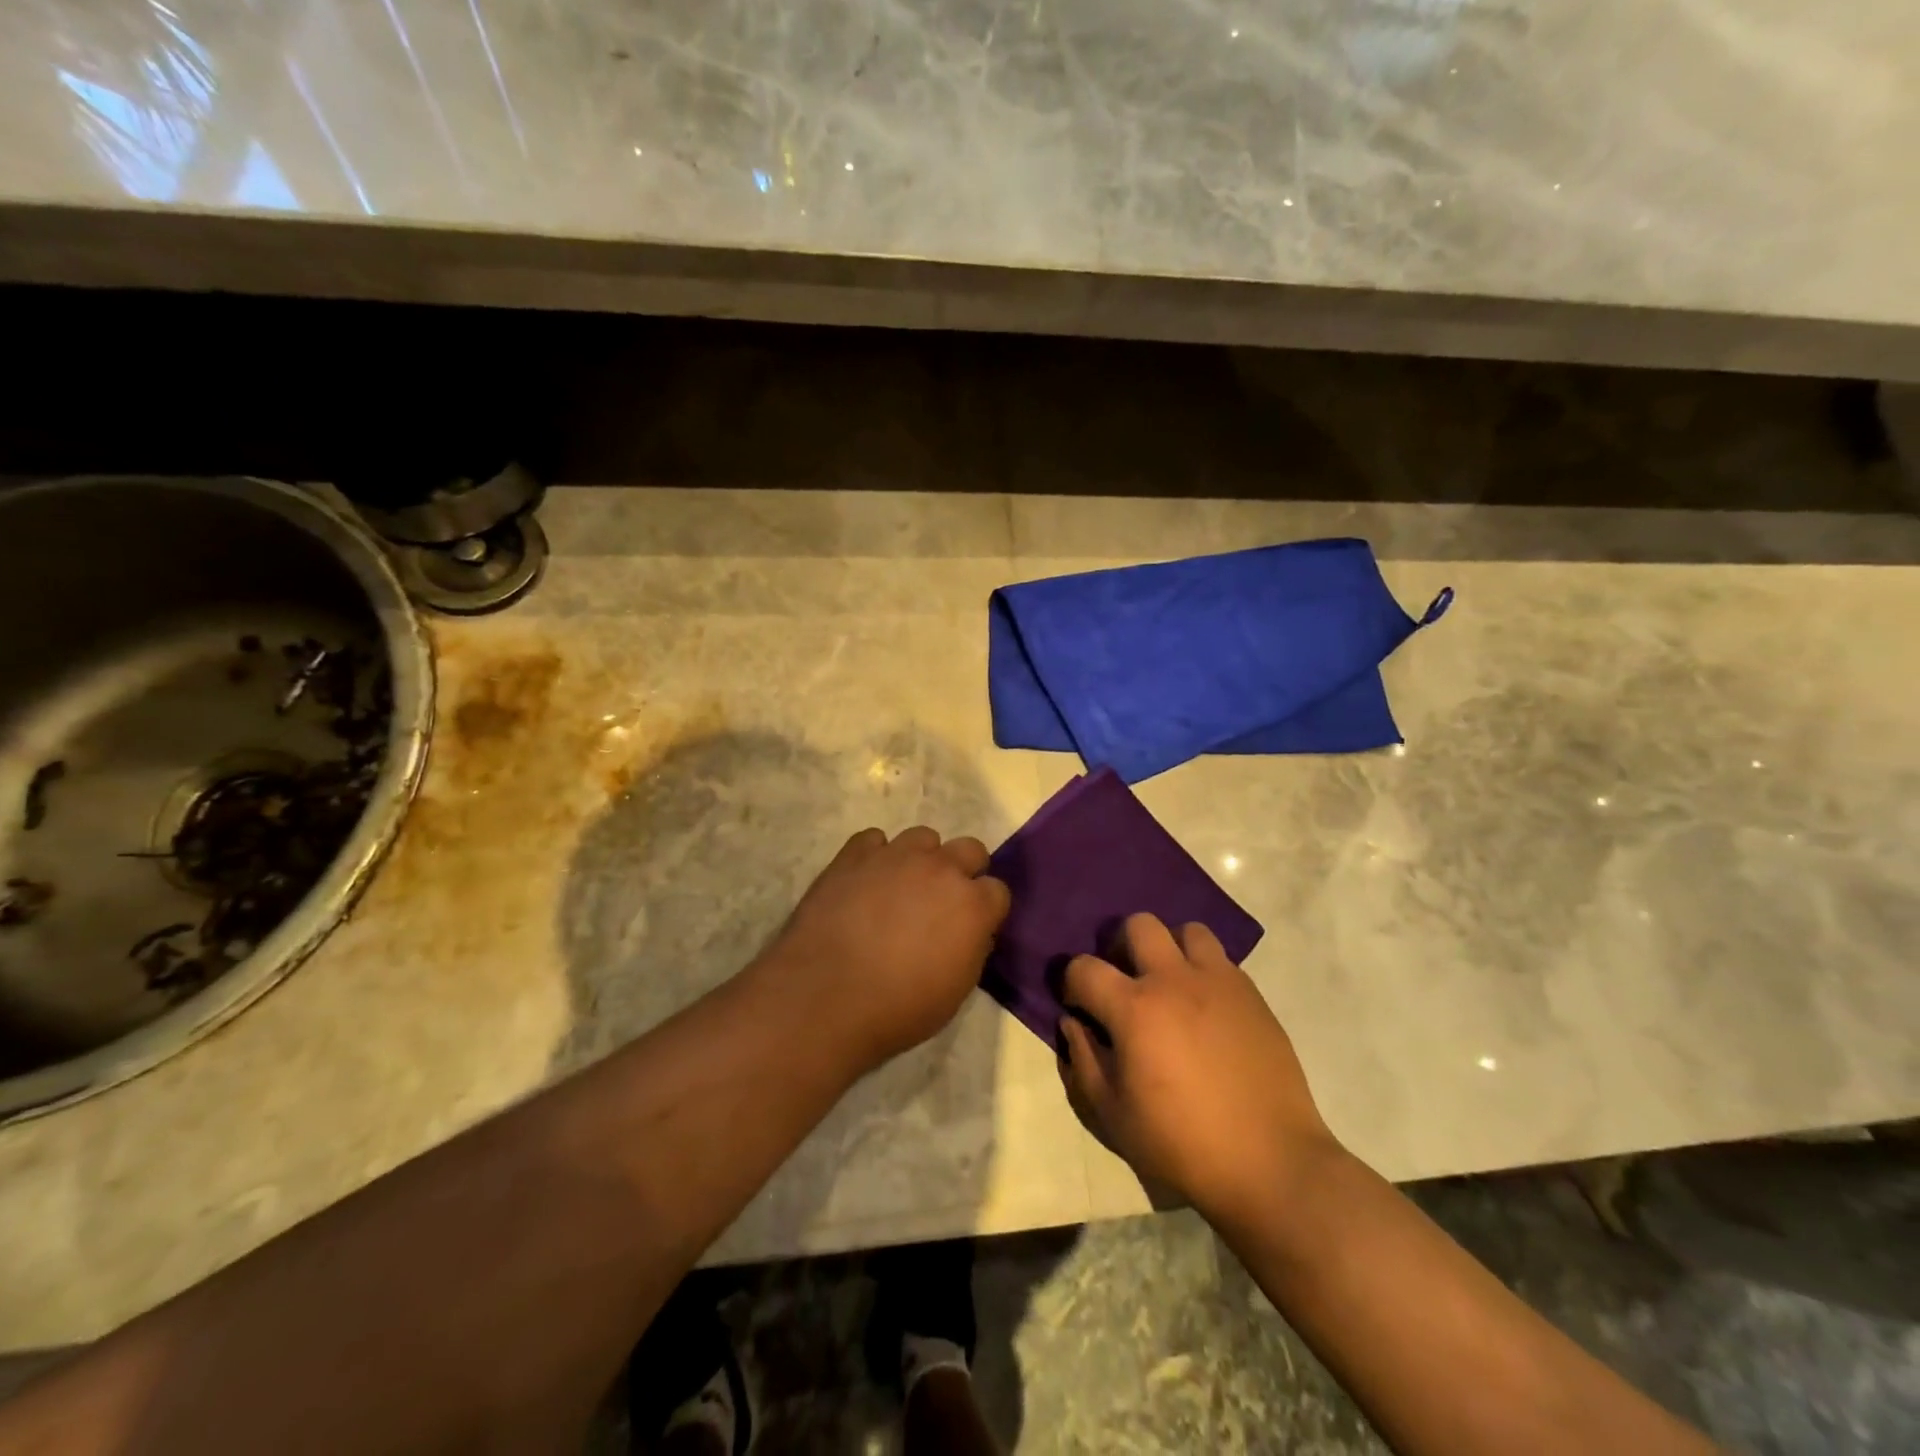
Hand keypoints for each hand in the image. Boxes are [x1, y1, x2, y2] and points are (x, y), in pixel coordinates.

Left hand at [758, 826, 1010, 1073]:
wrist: (826, 997)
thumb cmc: (898, 1008)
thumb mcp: (955, 992)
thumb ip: (971, 950)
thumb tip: (972, 932)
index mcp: (972, 905)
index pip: (998, 891)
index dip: (986, 909)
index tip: (972, 927)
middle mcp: (941, 868)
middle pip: (970, 849)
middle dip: (962, 871)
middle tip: (941, 902)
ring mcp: (896, 856)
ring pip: (923, 837)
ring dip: (920, 858)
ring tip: (900, 887)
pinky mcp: (854, 854)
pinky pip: (874, 840)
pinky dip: (875, 857)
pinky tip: (864, 882)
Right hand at [1057, 914, 1339, 1220]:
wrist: (1269, 1163)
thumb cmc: (1181, 1143)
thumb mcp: (1112, 1114)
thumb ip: (1083, 1060)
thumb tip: (1072, 1023)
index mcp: (1134, 1008)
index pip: (1084, 968)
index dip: (1071, 983)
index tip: (1078, 1006)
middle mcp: (1174, 980)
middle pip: (1139, 925)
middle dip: (1121, 946)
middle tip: (1125, 982)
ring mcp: (1219, 982)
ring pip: (1188, 931)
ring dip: (1170, 948)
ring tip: (1170, 984)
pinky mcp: (1252, 995)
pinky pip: (1222, 960)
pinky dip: (1204, 971)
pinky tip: (1205, 1009)